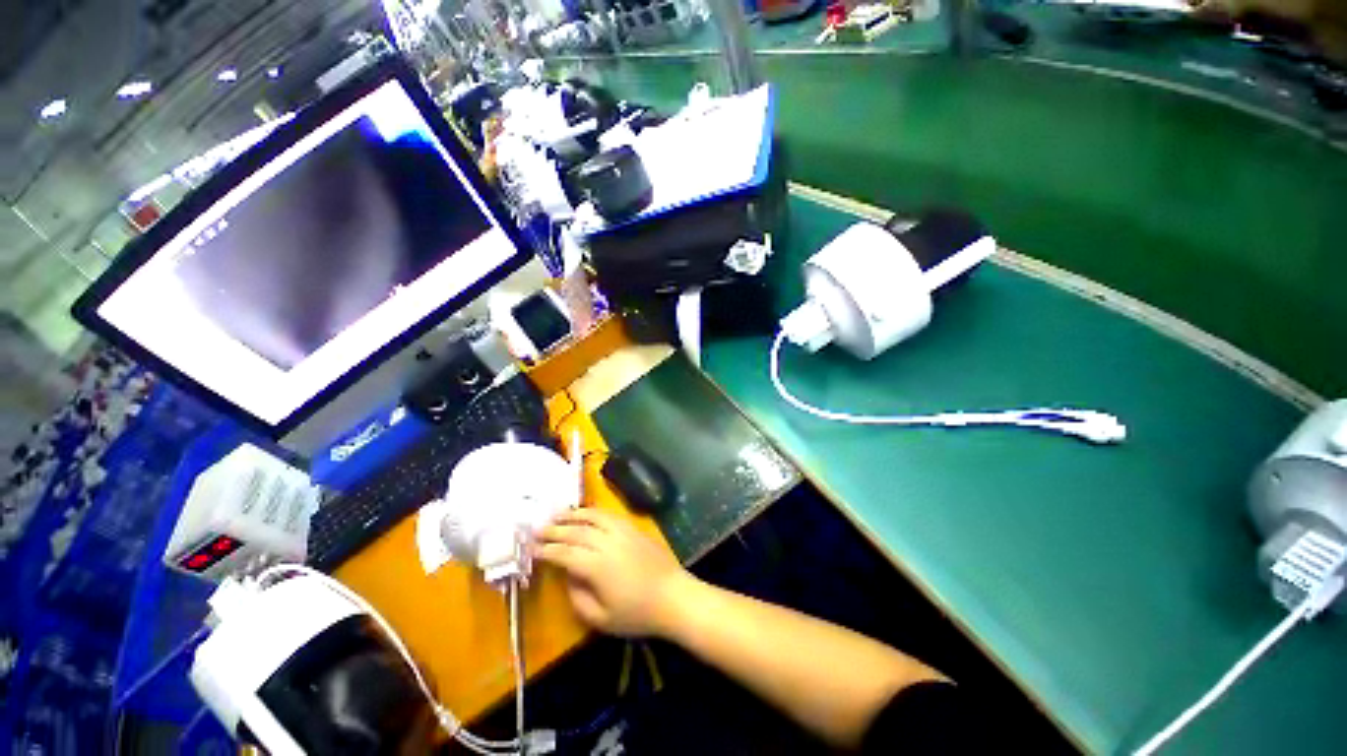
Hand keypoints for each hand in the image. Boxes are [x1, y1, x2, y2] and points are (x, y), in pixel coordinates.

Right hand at [535, 508, 695, 637]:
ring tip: (557, 514)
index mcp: (597, 566)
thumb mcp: (602, 619)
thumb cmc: (638, 614)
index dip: (547, 551)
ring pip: (593, 517)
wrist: (674, 596)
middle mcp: (608, 543)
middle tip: (537, 529)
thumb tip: (568, 577)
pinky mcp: (633, 528)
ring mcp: (623, 532)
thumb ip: (579, 598)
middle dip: (555, 530)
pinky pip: (609, 515)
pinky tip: (586, 513)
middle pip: (576, 532)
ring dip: (573, 515)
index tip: (531, 549)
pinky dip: (594, 512)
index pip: (565, 554)